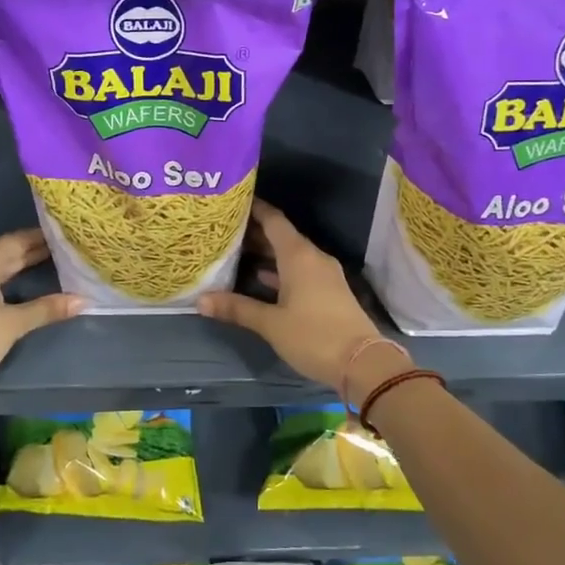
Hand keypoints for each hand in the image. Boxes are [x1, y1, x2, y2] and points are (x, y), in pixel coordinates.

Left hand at [0, 230, 82, 403]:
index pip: (19, 240)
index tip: (66, 235)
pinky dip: (3, 280)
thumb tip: (84, 300)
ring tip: (47, 264)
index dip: (43, 238)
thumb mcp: (13, 324)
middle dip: (33, 252)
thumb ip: (46, 308)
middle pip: (6, 251)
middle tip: (64, 250)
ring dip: (17, 266)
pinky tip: (16, 287)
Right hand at [198, 202, 405, 404]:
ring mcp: (324, 274)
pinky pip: (300, 270)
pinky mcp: (329, 291)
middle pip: (281, 236)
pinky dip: (279, 270)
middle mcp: (312, 257)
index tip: (233, 200)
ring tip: (236, 251)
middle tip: (225, 229)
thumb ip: (237, 308)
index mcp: (298, 255)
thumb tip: (201, 300)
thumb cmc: (314, 336)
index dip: (254, 208)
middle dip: (254, 231)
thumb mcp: (271, 324)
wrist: (363, 363)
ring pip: (290, 254)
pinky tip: (260, 277)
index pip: (273, 220)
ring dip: (267, 252)